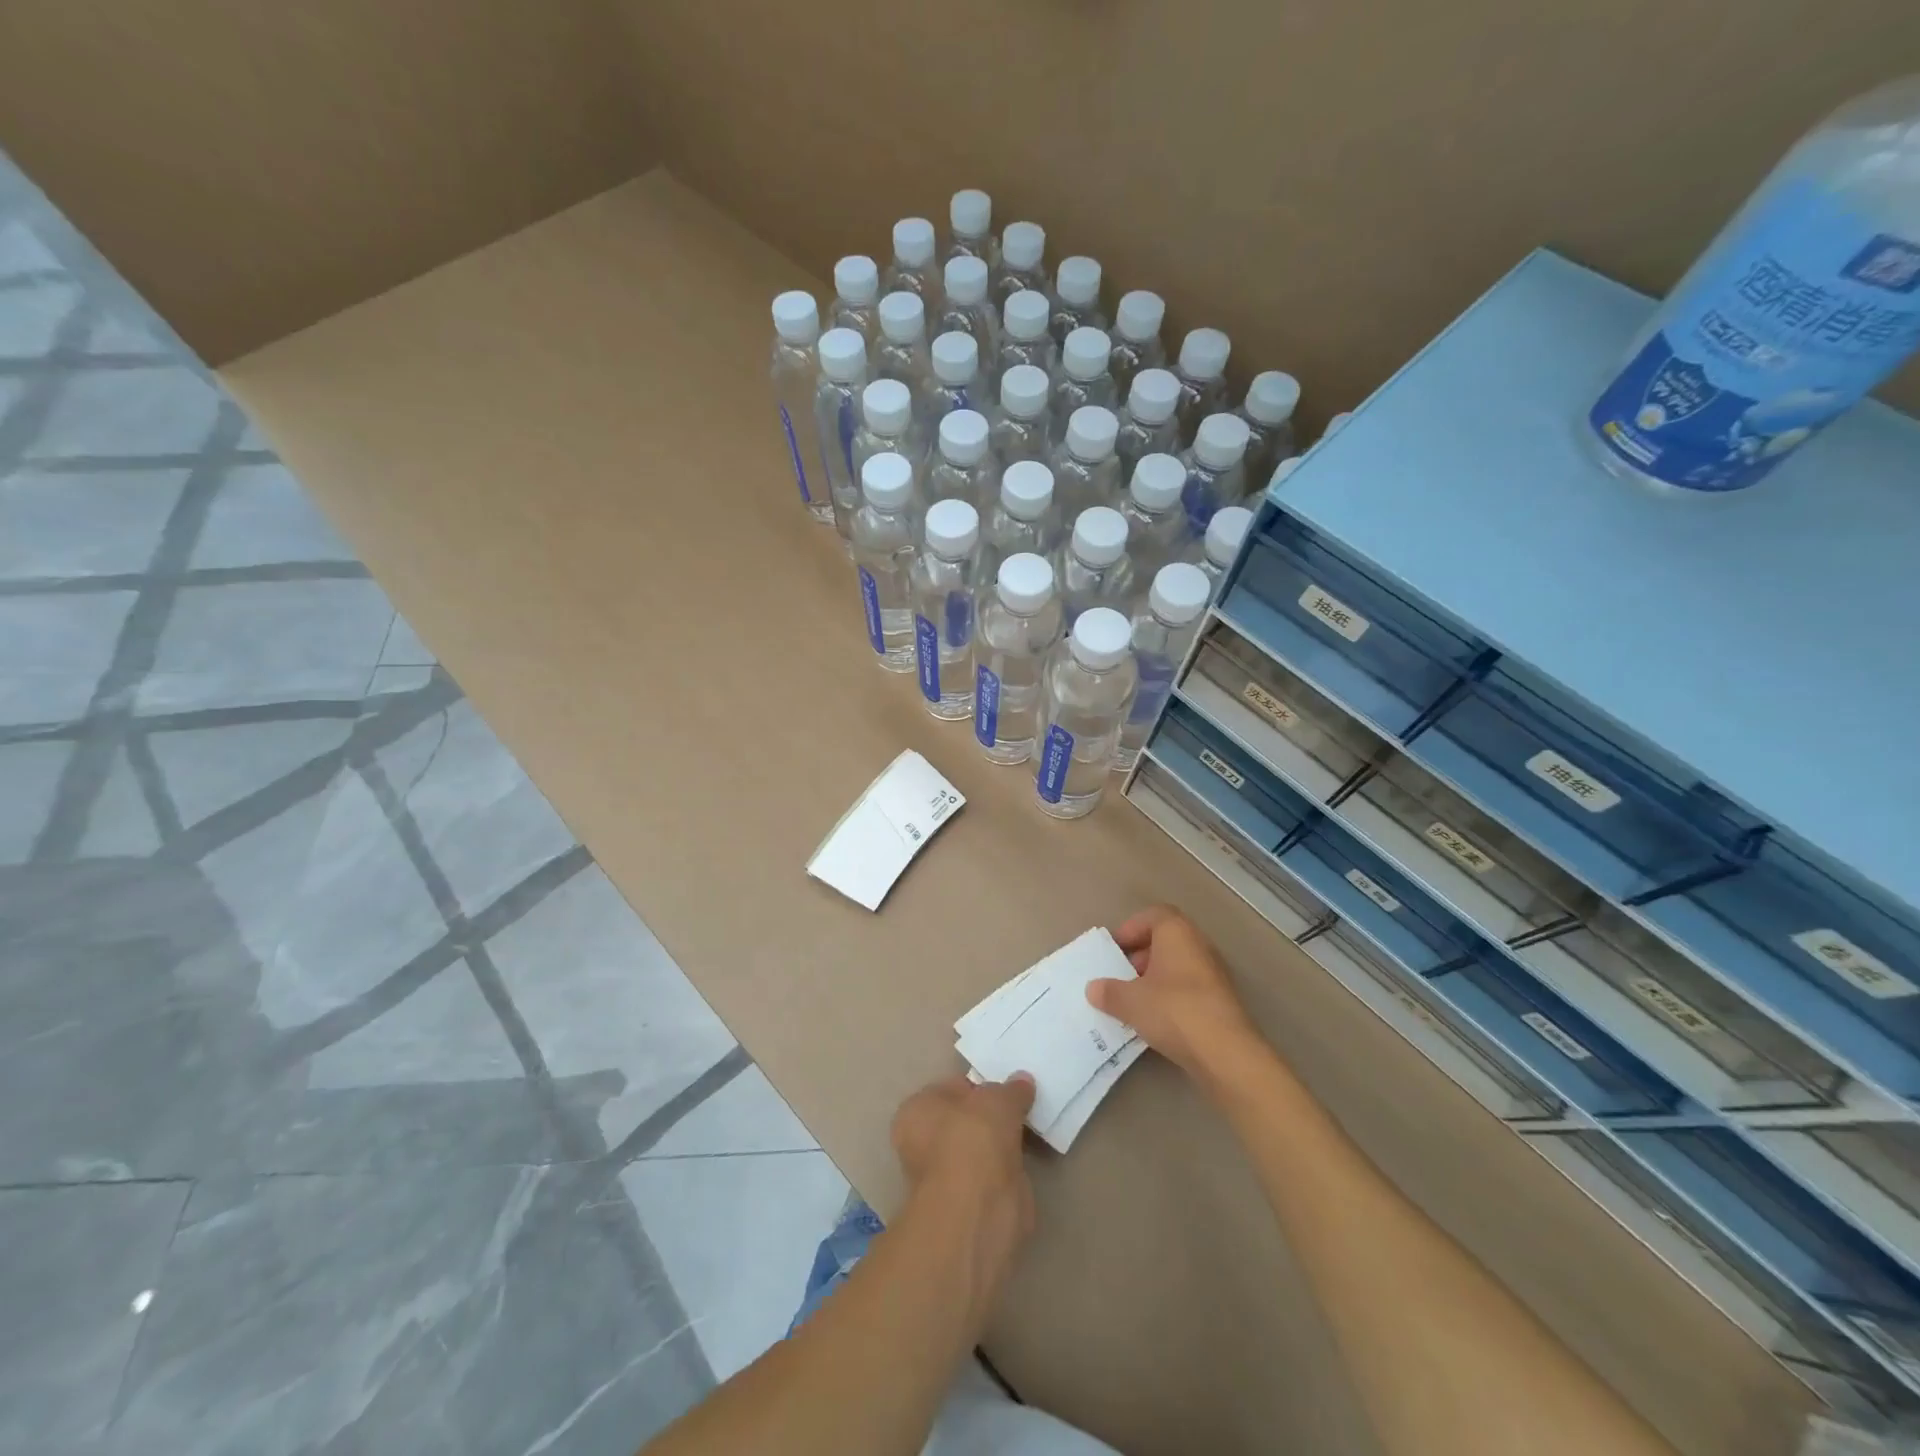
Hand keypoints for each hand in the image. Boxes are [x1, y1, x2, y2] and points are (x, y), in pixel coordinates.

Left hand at [891, 1074, 1036, 1268]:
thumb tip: (1022, 1081)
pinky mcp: (972, 1202)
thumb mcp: (998, 1099)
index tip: (1008, 1086)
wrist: (979, 1210)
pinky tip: (1034, 1154)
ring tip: (1035, 1126)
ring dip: (1004, 1141)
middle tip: (1025, 1104)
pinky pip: (996, 1171)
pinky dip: (1012, 1166)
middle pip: (967, 1119)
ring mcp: (947, 1176)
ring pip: (982, 1147)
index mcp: (916, 1111)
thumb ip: (1011, 1089)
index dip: (980, 1085)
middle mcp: (923, 1143)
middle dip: (993, 1115)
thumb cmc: (973, 1140)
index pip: (951, 1088)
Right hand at [1087, 905, 1264, 1089]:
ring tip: (1134, 1001)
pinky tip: (1156, 1020)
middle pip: (1166, 941)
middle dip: (1140, 956)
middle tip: (1121, 977)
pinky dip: (1171, 998)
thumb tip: (1094, 988)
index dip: (1131, 929)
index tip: (1114, 950)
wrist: (1225, 1053)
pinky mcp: (1221, 1001)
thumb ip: (1108, 991)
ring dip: (1155, 979)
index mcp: (1177, 933)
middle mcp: (1199, 946)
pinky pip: (1189, 989)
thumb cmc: (1173, 1011)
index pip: (1154, 915)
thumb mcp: (1130, 1001)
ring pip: (1178, 966)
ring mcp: (1214, 974)